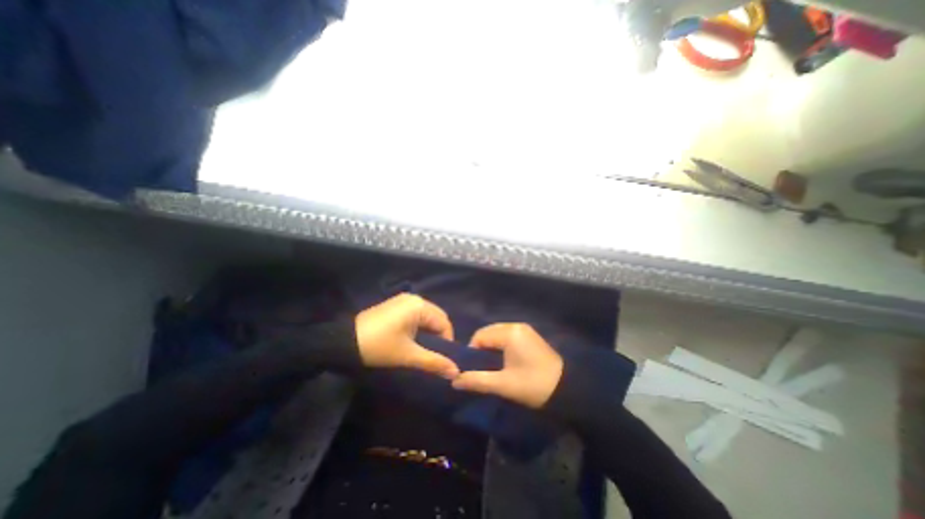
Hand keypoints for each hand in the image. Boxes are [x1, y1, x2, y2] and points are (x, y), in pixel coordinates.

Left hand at [355, 294, 458, 377]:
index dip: (447, 342)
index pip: (444, 323)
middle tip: (433, 355)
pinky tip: (411, 339)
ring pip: (426, 316)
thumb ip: (433, 362)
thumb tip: (455, 372)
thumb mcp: (408, 355)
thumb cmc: (379, 346)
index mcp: (420, 306)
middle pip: (436, 317)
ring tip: (422, 349)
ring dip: (428, 332)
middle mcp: (414, 298)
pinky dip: (418, 327)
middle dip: (438, 336)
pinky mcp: (395, 305)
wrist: (343, 341)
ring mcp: (403, 300)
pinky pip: (415, 315)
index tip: (442, 359)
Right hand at [451, 323, 563, 407]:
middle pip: (488, 332)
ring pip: (498, 334)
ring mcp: (524, 329)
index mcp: (509, 333)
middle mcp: (516, 325)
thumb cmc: (533, 385)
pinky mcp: (530, 335)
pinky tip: (505, 361)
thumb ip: (477, 380)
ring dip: (491, 347)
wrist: (567, 389)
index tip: (473, 369)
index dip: (472, 352)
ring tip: (492, 366)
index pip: (480, 336)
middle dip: (481, 349)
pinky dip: (501, 345)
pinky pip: (508, 335)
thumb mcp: (503, 385)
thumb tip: (454, 381)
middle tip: (482, 368)